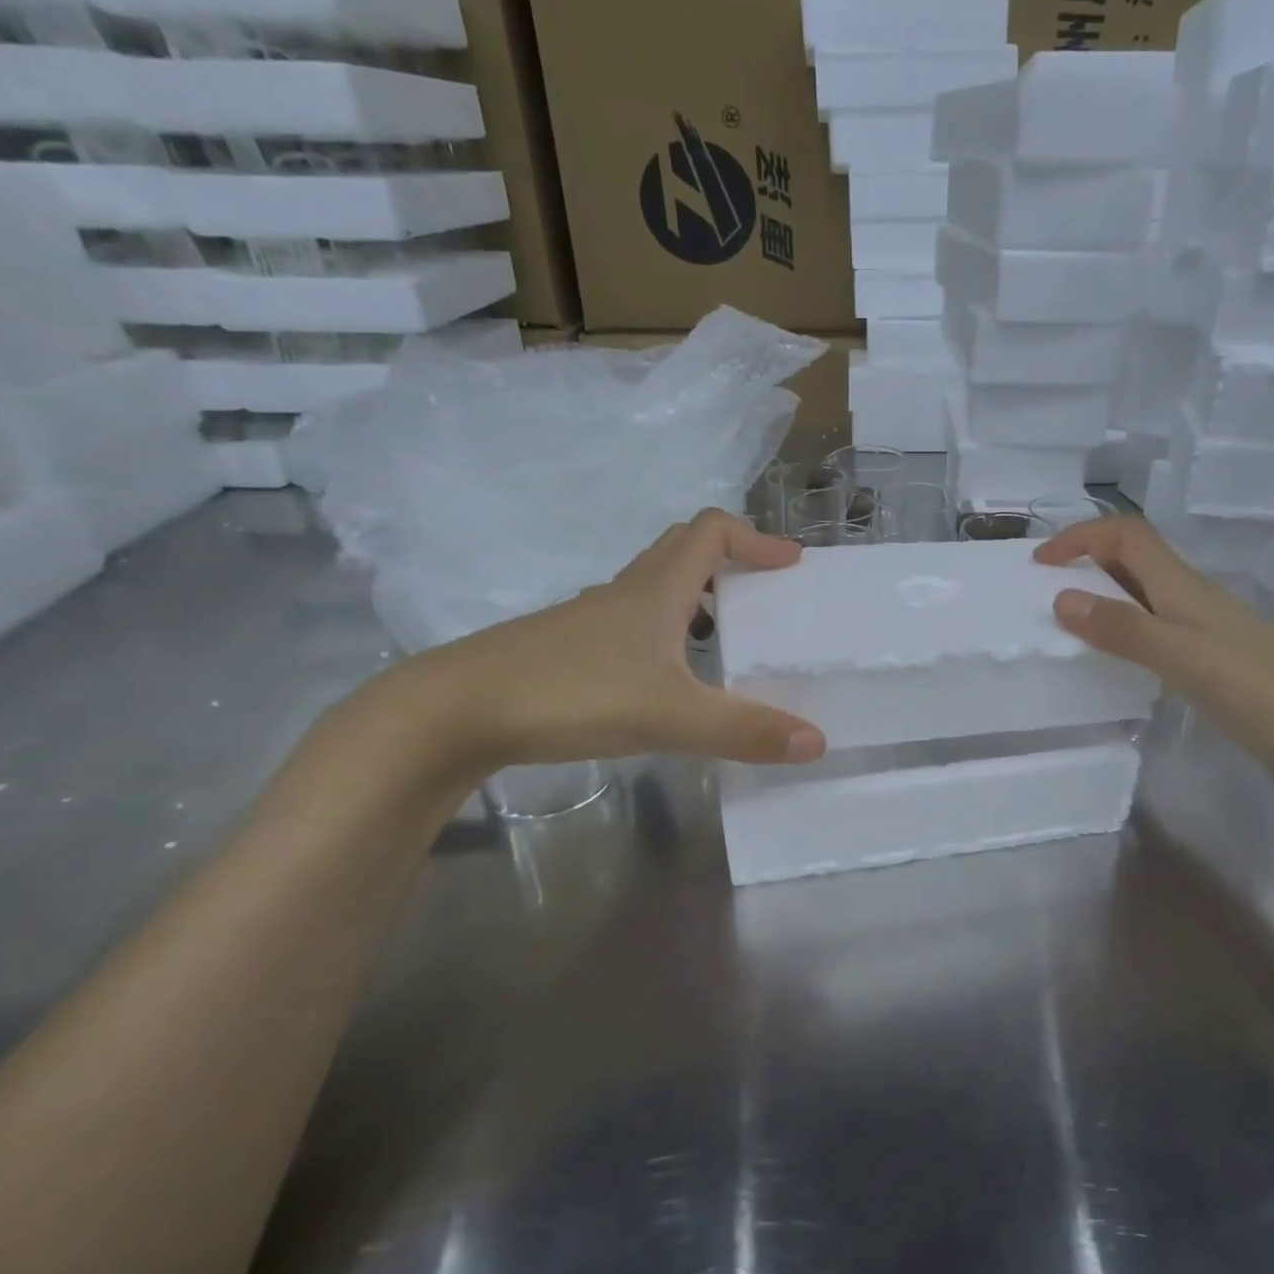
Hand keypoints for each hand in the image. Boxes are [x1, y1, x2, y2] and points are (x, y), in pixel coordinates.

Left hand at [396, 510, 827, 775]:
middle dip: (729, 562)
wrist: (457, 710)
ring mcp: (592, 621)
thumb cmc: (572, 693)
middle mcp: (626, 594)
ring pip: (656, 590)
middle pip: (682, 551)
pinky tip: (668, 679)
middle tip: (762, 594)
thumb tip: (817, 741)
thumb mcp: (671, 715)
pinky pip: (632, 625)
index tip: (790, 565)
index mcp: (656, 589)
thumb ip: (745, 729)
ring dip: (698, 599)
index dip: (755, 539)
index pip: (711, 532)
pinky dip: (665, 634)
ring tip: (726, 639)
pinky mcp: (569, 650)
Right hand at [1034, 516, 1273, 777]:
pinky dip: (1122, 632)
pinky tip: (1111, 663)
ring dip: (1101, 598)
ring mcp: (1203, 631)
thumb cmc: (1263, 692)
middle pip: (1132, 560)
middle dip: (1084, 563)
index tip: (1039, 564)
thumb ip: (1125, 630)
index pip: (1126, 536)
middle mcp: (1191, 599)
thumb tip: (1061, 598)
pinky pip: (1153, 630)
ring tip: (1064, 627)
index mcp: (1184, 587)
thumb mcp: (1185, 658)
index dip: (1080, 537)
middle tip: (1042, 595)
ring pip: (1142, 596)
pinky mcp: (1210, 661)